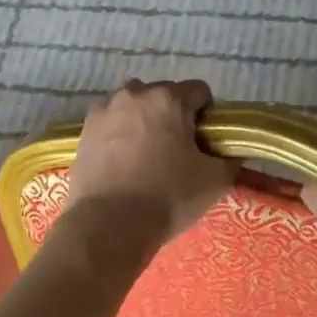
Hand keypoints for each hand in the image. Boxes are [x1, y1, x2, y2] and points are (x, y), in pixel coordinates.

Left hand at [66, 79, 236, 247]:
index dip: (208, 115)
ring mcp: (105, 110)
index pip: (200, 92)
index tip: (206, 142)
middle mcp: (135, 94)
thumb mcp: (215, 180)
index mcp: (169, 99)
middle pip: (164, 95)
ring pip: (134, 106)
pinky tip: (123, 161)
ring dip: (144, 120)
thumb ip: (230, 158)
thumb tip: (232, 150)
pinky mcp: (84, 131)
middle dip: (174, 115)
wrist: (108, 224)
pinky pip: (111, 122)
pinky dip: (120, 133)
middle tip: (179, 150)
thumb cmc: (168, 196)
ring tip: (148, 154)